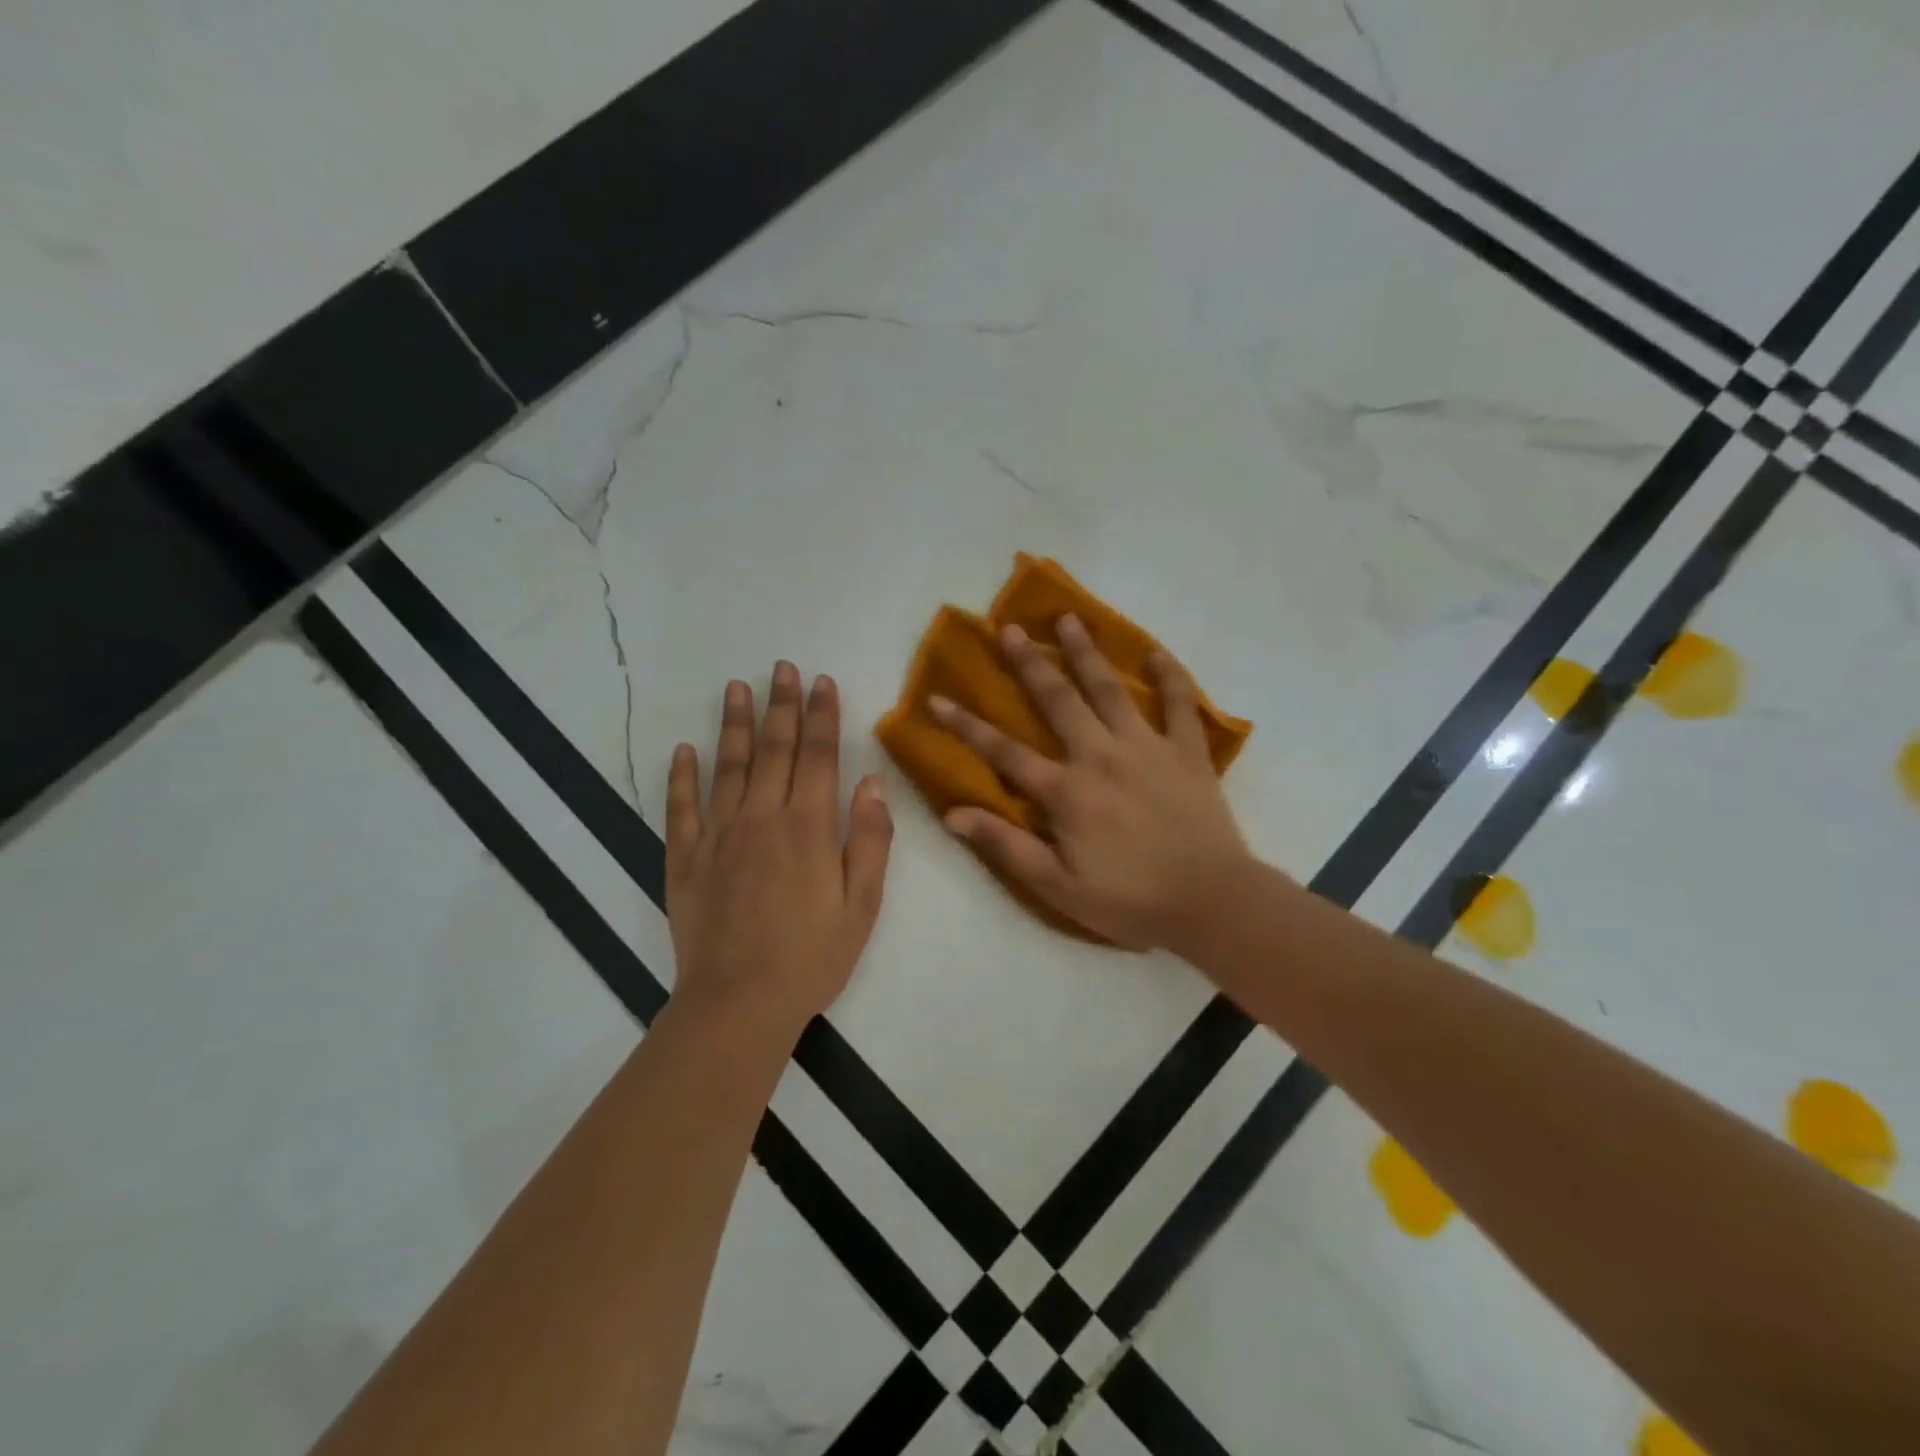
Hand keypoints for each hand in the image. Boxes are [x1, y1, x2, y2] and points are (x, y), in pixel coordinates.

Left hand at [666, 662, 892, 1039]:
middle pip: (774, 749)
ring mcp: (718, 836)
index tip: (822, 682)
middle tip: (782, 667)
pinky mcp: (685, 860)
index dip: (822, 715)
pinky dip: (681, 776)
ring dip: (734, 724)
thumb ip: (870, 840)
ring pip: (728, 767)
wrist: (739, 1004)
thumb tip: (871, 783)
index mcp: (809, 827)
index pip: (819, 756)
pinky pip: (681, 808)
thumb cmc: (811, 957)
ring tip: (737, 687)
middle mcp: (762, 818)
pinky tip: (684, 749)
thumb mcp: (862, 905)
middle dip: (781, 705)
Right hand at [932, 615, 1252, 951]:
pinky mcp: (1187, 752)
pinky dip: (1171, 677)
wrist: (1213, 903)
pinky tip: (1157, 653)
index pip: (1005, 752)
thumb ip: (1007, 847)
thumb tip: (953, 814)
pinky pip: (1180, 705)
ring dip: (1087, 653)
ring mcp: (1147, 748)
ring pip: (1111, 690)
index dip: (967, 726)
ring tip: (1070, 619)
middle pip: (1059, 700)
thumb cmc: (1131, 901)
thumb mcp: (1058, 887)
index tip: (937, 698)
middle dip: (1030, 663)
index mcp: (1067, 792)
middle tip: (1010, 628)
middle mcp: (1102, 756)